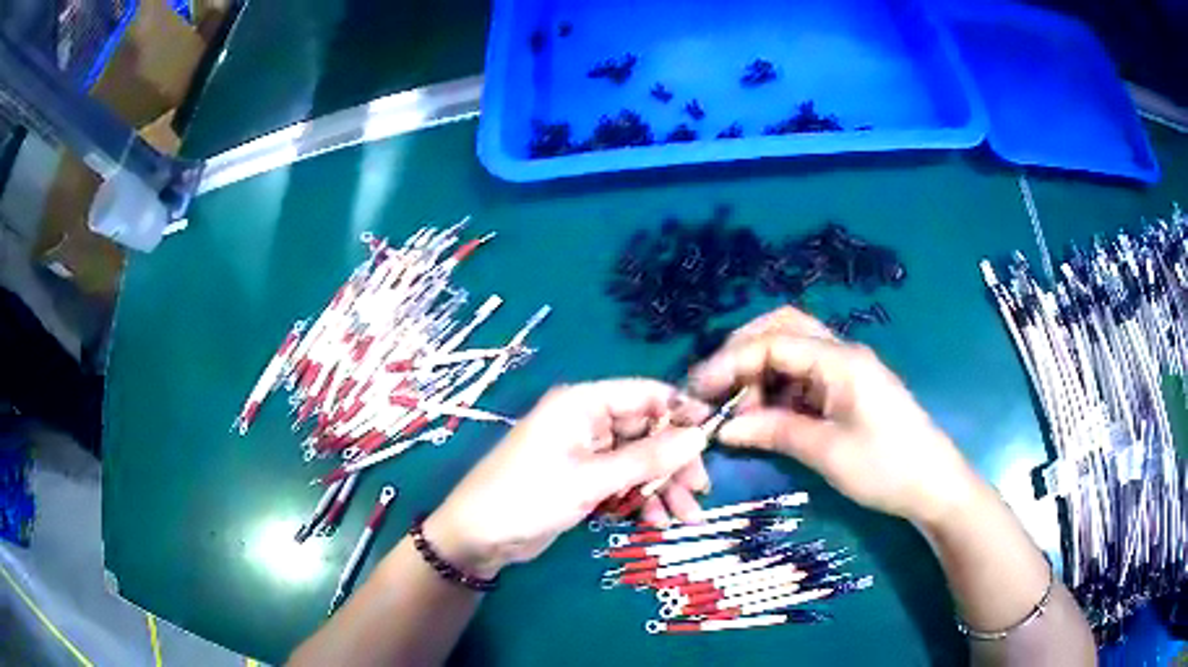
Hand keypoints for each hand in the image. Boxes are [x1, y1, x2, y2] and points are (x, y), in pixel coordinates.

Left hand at [425, 380, 710, 577]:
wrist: (479, 537)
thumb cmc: (528, 496)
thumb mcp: (590, 479)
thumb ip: (647, 459)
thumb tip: (699, 436)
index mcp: (583, 404)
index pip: (644, 394)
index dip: (681, 411)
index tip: (713, 436)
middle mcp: (587, 422)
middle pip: (647, 432)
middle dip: (675, 462)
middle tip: (700, 491)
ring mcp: (586, 454)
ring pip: (639, 462)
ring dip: (663, 488)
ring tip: (685, 518)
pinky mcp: (584, 482)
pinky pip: (624, 484)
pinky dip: (641, 501)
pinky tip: (656, 523)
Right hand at [688, 307, 980, 527]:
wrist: (934, 484)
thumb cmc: (886, 467)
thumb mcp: (827, 453)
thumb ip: (773, 432)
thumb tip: (723, 429)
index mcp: (839, 360)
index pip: (773, 343)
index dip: (730, 361)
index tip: (698, 390)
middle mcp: (840, 353)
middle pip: (782, 328)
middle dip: (743, 351)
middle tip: (715, 387)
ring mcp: (845, 370)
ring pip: (791, 351)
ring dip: (759, 372)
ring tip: (737, 409)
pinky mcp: (846, 390)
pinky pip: (803, 376)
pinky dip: (777, 389)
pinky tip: (764, 416)